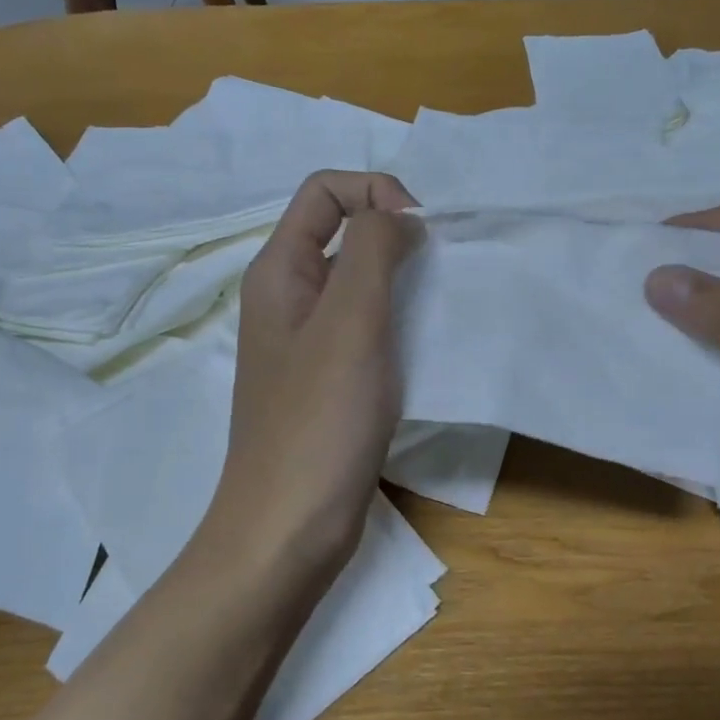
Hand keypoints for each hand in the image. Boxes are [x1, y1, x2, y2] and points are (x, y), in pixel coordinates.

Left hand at [210, 171, 418, 580]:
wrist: (288, 529)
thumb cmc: (319, 422)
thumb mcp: (350, 321)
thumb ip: (374, 250)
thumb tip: (400, 214)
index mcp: (279, 271)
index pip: (324, 191)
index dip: (375, 191)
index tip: (422, 231)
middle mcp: (286, 298)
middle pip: (342, 232)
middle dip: (395, 233)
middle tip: (440, 268)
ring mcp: (305, 343)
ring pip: (358, 282)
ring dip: (400, 279)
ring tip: (439, 303)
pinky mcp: (327, 381)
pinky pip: (364, 327)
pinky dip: (397, 320)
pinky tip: (425, 344)